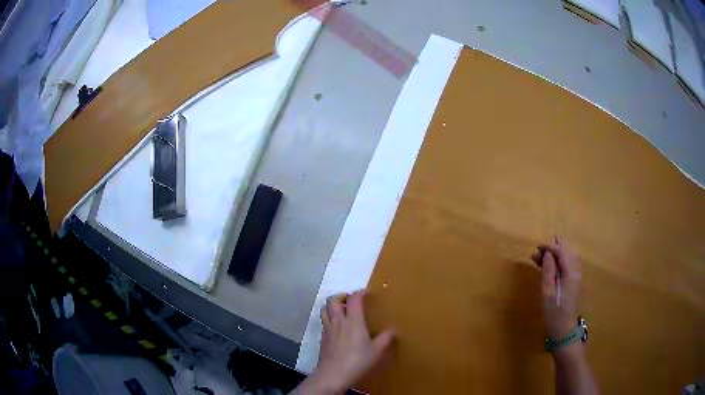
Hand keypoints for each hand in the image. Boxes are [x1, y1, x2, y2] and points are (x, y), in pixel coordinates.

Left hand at [299, 290, 394, 393]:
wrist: (333, 374)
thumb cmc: (357, 361)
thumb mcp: (376, 351)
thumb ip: (385, 339)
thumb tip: (393, 330)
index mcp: (353, 321)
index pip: (354, 299)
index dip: (360, 293)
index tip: (367, 293)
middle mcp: (338, 321)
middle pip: (333, 300)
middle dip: (342, 296)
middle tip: (351, 300)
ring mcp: (328, 329)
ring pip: (325, 309)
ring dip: (332, 305)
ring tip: (342, 311)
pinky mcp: (322, 338)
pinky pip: (324, 321)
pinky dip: (330, 318)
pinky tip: (338, 328)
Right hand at [531, 237, 581, 340]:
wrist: (565, 330)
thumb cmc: (554, 313)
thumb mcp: (548, 294)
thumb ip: (548, 272)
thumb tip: (547, 254)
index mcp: (571, 273)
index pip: (562, 251)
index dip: (550, 246)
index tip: (536, 248)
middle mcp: (576, 271)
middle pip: (567, 251)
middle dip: (553, 248)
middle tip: (538, 253)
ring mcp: (577, 276)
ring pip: (568, 256)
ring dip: (556, 254)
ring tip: (541, 258)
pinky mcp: (574, 281)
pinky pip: (569, 264)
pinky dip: (560, 260)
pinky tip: (551, 265)